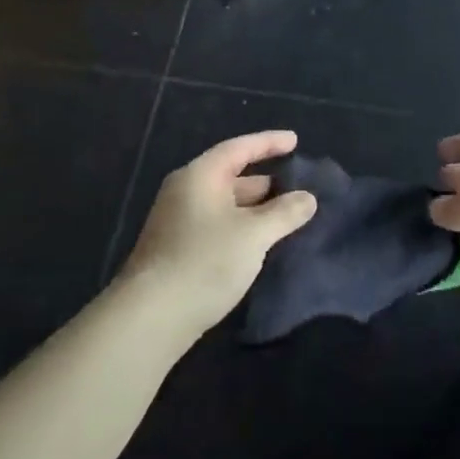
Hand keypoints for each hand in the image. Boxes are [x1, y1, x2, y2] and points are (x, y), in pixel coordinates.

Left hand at [120, 131, 318, 335]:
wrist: (151, 317)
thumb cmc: (205, 262)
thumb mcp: (253, 234)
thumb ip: (284, 213)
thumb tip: (308, 198)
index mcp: (199, 176)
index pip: (239, 148)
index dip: (269, 143)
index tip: (295, 141)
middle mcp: (185, 192)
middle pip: (230, 176)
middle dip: (265, 181)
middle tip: (297, 186)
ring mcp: (177, 222)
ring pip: (224, 205)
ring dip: (254, 208)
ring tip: (285, 216)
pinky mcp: (176, 250)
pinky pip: (216, 226)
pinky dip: (240, 227)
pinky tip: (259, 244)